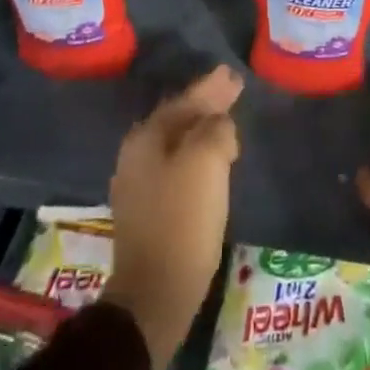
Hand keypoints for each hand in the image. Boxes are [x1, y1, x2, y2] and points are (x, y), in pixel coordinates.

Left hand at [101, 65, 242, 369]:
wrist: (155, 294)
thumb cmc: (183, 219)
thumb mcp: (207, 161)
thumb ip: (215, 129)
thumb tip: (218, 124)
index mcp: (147, 137)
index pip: (185, 100)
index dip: (211, 87)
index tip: (233, 75)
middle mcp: (136, 155)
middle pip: (178, 120)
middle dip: (206, 106)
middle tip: (233, 91)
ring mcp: (139, 186)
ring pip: (178, 144)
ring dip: (202, 132)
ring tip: (226, 123)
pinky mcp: (148, 213)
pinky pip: (177, 169)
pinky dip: (197, 158)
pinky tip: (213, 162)